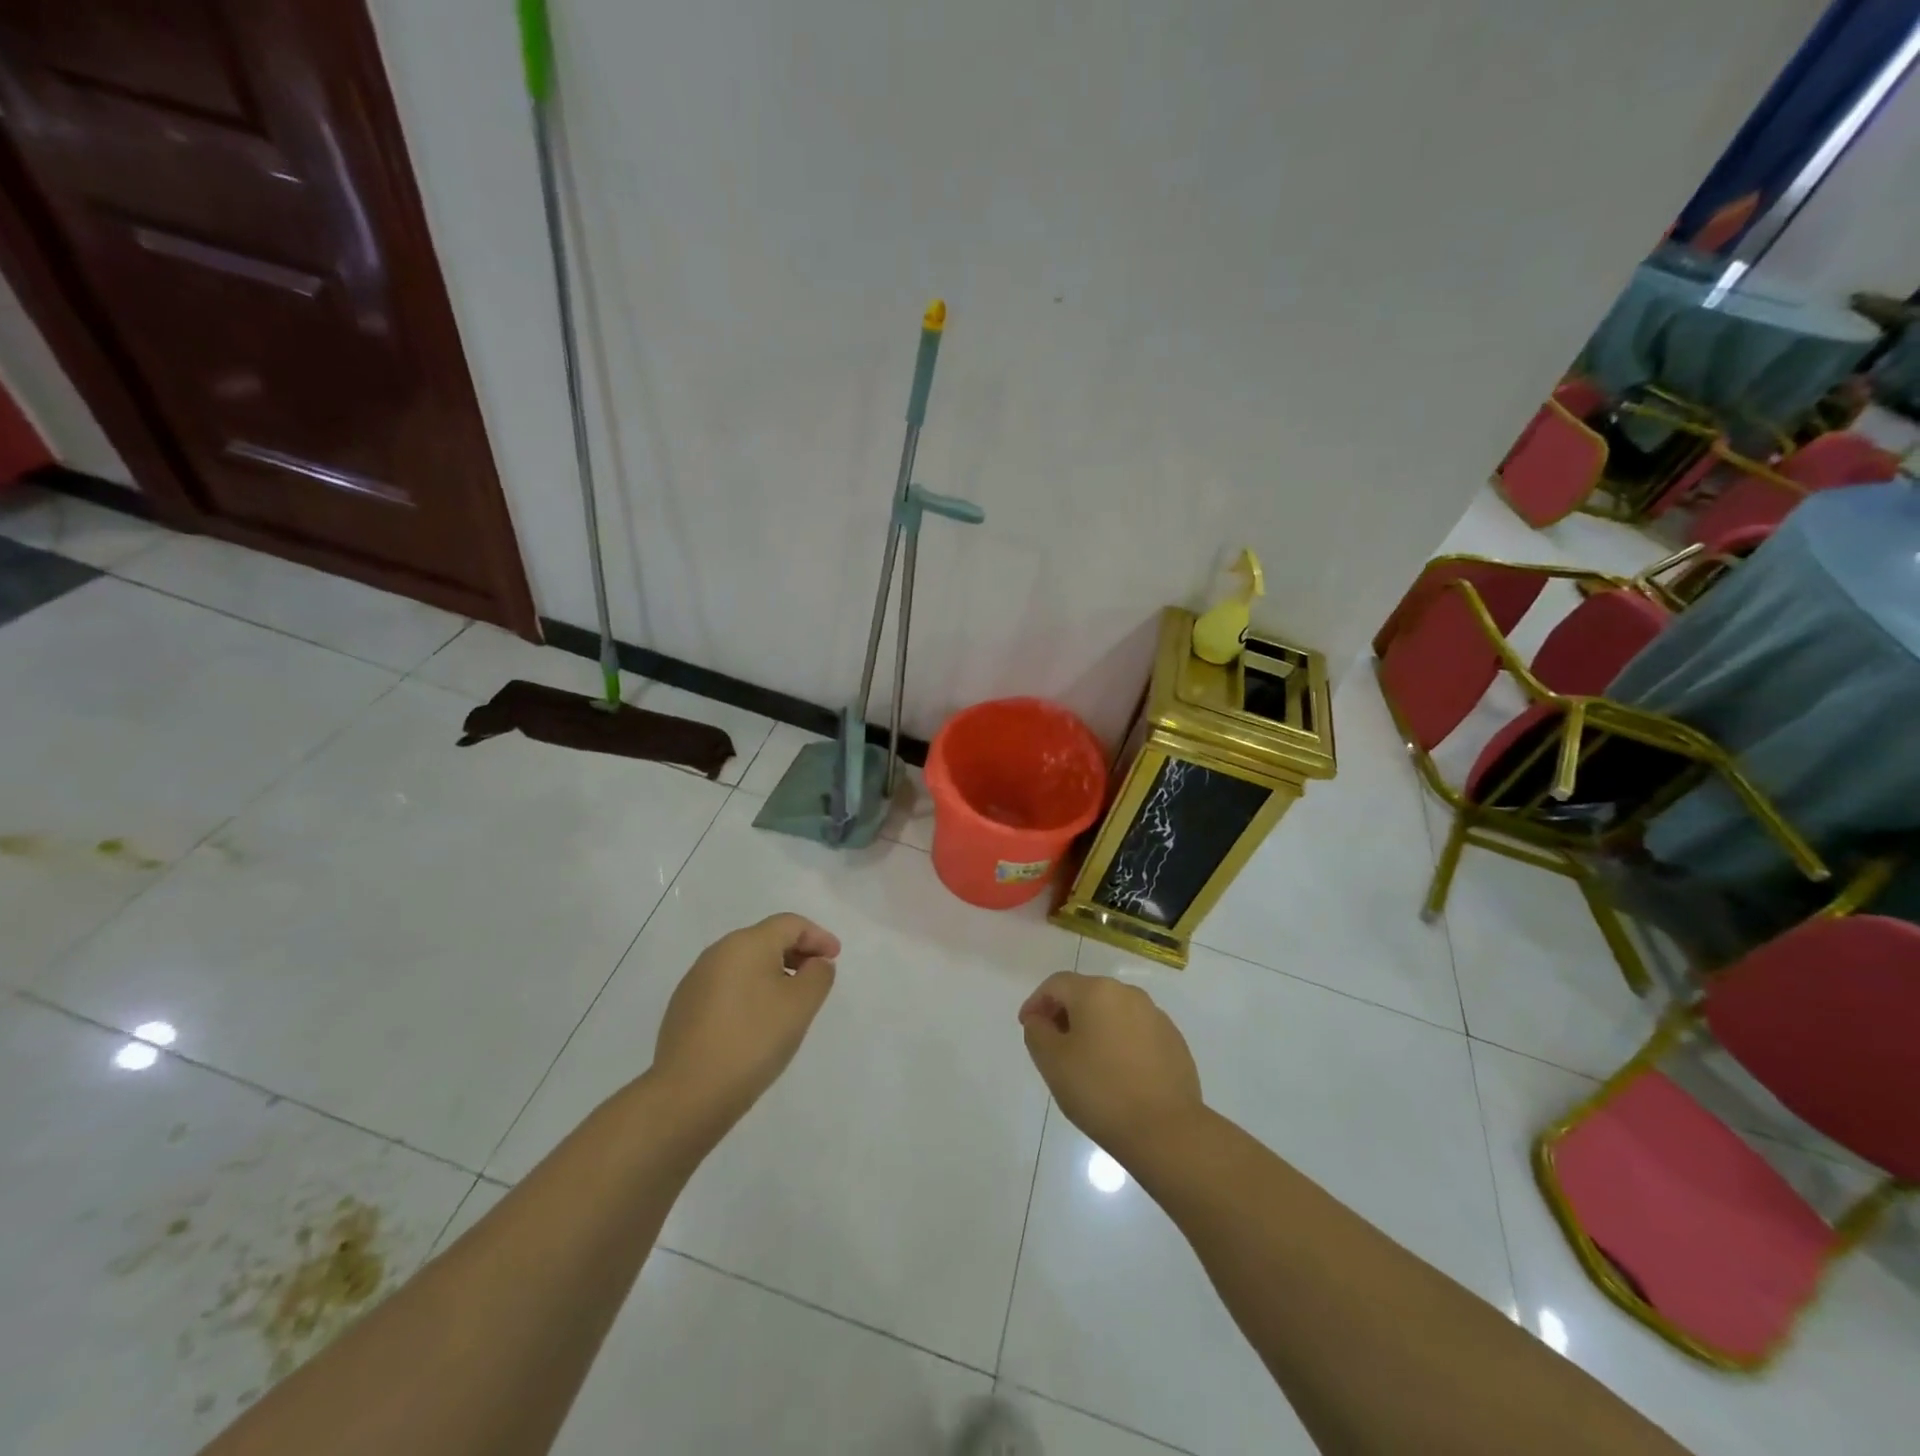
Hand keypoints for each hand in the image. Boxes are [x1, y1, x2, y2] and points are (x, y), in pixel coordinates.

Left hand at [652, 914, 839, 1132]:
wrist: (688, 1094)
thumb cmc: (753, 1040)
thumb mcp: (801, 1005)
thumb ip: (818, 975)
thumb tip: (815, 963)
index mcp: (746, 943)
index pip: (790, 924)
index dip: (818, 936)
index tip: (835, 958)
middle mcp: (717, 953)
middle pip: (766, 939)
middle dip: (796, 953)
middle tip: (817, 978)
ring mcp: (696, 980)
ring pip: (745, 964)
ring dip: (773, 973)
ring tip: (790, 1003)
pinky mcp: (684, 1008)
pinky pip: (727, 986)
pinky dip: (750, 992)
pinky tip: (757, 1022)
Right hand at [1019, 971, 1202, 1165]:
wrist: (1165, 1130)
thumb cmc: (1099, 1090)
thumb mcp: (1052, 1061)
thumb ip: (1037, 1032)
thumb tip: (1040, 1020)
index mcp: (1096, 992)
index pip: (1056, 984)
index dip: (1036, 1002)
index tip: (1027, 1027)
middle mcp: (1128, 994)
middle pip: (1087, 993)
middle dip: (1065, 1013)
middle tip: (1053, 1044)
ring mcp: (1156, 1016)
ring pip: (1113, 1012)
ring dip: (1094, 1028)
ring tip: (1085, 1061)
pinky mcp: (1174, 1041)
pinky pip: (1136, 1032)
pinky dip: (1120, 1042)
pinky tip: (1117, 1073)